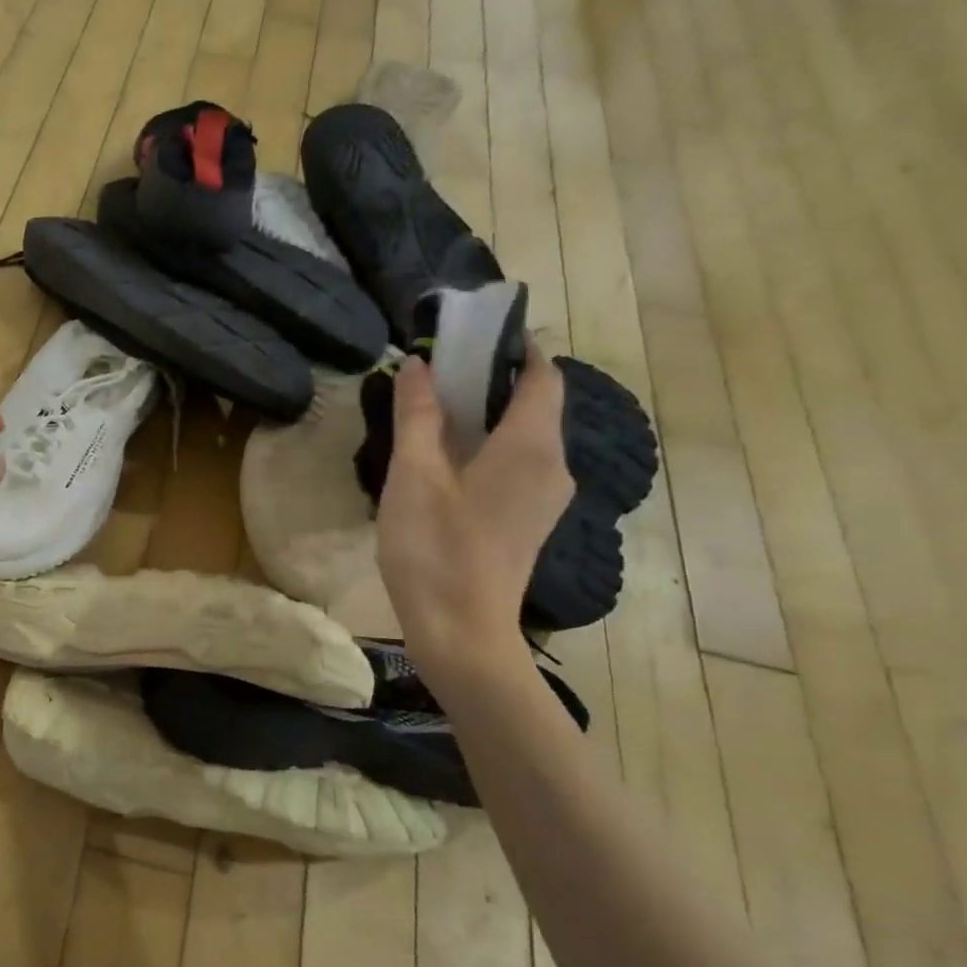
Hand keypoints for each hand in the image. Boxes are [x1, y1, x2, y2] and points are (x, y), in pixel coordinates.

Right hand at [376, 349, 572, 674]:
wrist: (461, 633)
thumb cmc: (436, 549)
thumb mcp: (414, 476)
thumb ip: (418, 416)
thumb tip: (419, 364)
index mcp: (531, 446)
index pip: (541, 375)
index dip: (514, 347)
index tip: (470, 333)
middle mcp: (552, 465)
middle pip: (534, 403)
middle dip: (491, 379)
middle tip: (436, 369)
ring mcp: (544, 497)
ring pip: (523, 436)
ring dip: (486, 414)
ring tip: (432, 409)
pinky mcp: (527, 521)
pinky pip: (515, 464)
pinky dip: (486, 446)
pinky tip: (443, 459)